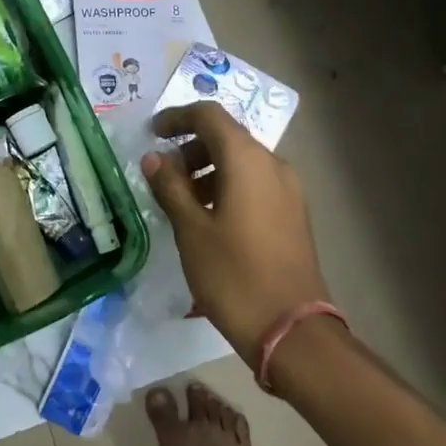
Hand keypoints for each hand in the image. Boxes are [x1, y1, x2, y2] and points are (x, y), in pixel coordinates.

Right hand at [141, 102, 329, 364]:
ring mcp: (288, 190)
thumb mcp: (190, 229)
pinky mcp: (293, 213)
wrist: (291, 330)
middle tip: (162, 174)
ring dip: (208, 169)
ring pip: (242, 161)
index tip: (152, 134)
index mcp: (247, 160)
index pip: (210, 116)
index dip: (177, 118)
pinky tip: (208, 217)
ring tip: (180, 199)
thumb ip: (170, 187)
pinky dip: (227, 186)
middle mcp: (273, 165)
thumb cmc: (233, 275)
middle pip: (227, 137)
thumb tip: (154, 158)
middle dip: (191, 147)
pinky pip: (255, 183)